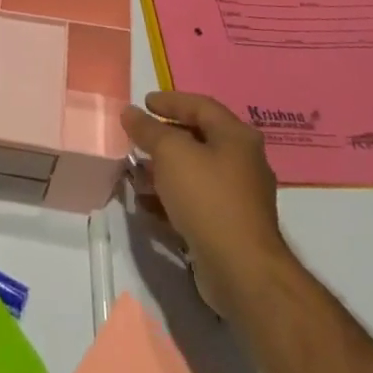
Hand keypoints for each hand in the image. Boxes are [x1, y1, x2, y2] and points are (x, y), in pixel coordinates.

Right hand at [121, 91, 287, 320]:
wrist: (242, 271)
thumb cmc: (207, 198)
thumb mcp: (170, 153)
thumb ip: (148, 130)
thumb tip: (130, 112)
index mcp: (236, 136)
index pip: (200, 106)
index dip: (170, 101)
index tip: (143, 103)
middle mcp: (242, 162)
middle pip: (198, 139)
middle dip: (163, 138)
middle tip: (136, 138)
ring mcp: (238, 197)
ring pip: (194, 173)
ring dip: (163, 171)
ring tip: (134, 173)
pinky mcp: (229, 227)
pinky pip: (195, 202)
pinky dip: (170, 198)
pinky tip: (146, 204)